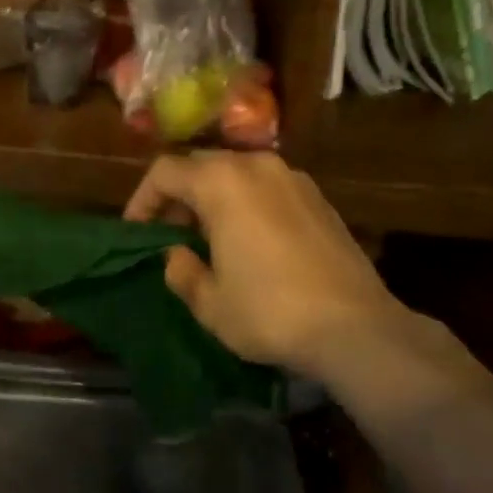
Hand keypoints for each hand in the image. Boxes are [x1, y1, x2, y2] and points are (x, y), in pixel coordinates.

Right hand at [123, 151, 464, 390]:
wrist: (356, 327)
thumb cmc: (270, 312)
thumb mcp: (210, 303)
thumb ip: (181, 271)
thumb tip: (176, 255)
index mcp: (221, 182)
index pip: (165, 172)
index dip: (142, 199)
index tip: (135, 231)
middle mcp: (256, 166)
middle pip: (201, 165)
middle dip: (178, 196)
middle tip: (169, 233)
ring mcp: (293, 178)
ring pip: (236, 173)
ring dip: (213, 198)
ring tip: (207, 238)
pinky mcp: (318, 198)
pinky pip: (267, 188)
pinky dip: (246, 203)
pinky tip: (249, 242)